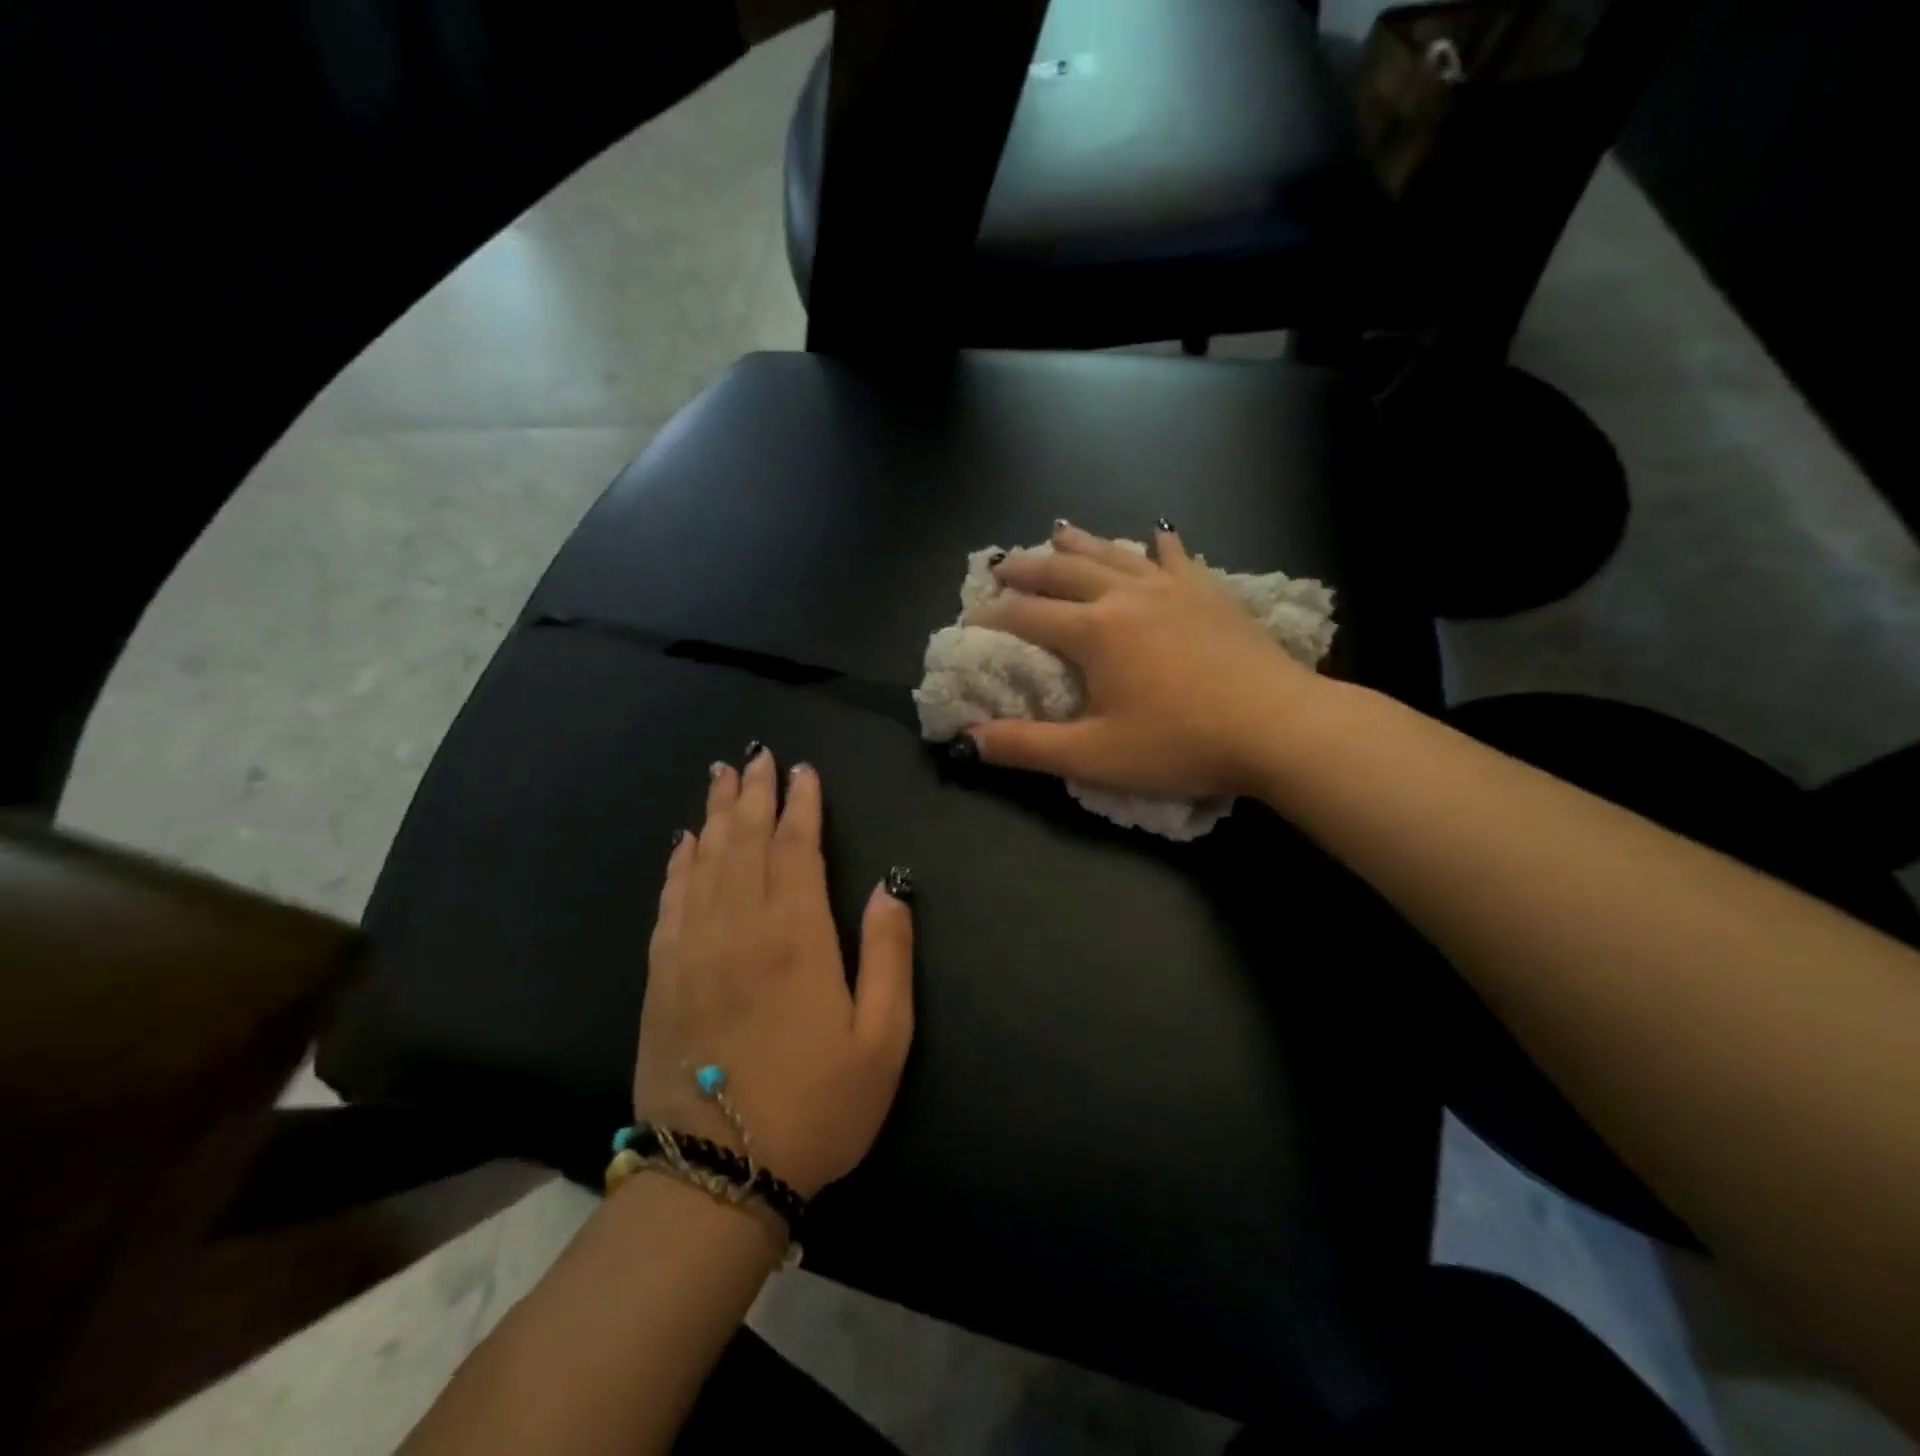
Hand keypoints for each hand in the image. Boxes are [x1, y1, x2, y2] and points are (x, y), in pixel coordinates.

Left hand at [635, 749, 913, 1198]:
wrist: (718, 1174)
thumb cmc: (817, 1106)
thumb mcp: (883, 1039)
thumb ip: (889, 953)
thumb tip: (891, 884)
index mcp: (797, 937)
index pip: (797, 849)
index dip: (802, 805)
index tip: (803, 771)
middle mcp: (740, 927)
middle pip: (747, 842)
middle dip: (755, 794)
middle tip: (756, 755)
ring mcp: (693, 949)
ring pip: (706, 861)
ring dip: (716, 814)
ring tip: (722, 777)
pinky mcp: (662, 976)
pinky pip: (670, 901)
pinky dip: (678, 864)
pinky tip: (684, 842)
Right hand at [966, 522, 1329, 799]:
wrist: (1279, 727)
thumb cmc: (1181, 743)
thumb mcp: (1094, 756)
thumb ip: (1028, 747)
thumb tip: (969, 741)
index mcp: (1094, 631)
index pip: (1028, 617)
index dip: (994, 617)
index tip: (971, 618)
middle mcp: (1126, 596)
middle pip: (1064, 572)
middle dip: (1027, 568)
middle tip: (1001, 565)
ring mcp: (1172, 589)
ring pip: (1114, 554)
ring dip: (1080, 543)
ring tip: (1057, 531)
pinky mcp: (1210, 593)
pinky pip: (1177, 558)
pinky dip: (1159, 545)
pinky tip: (1157, 534)